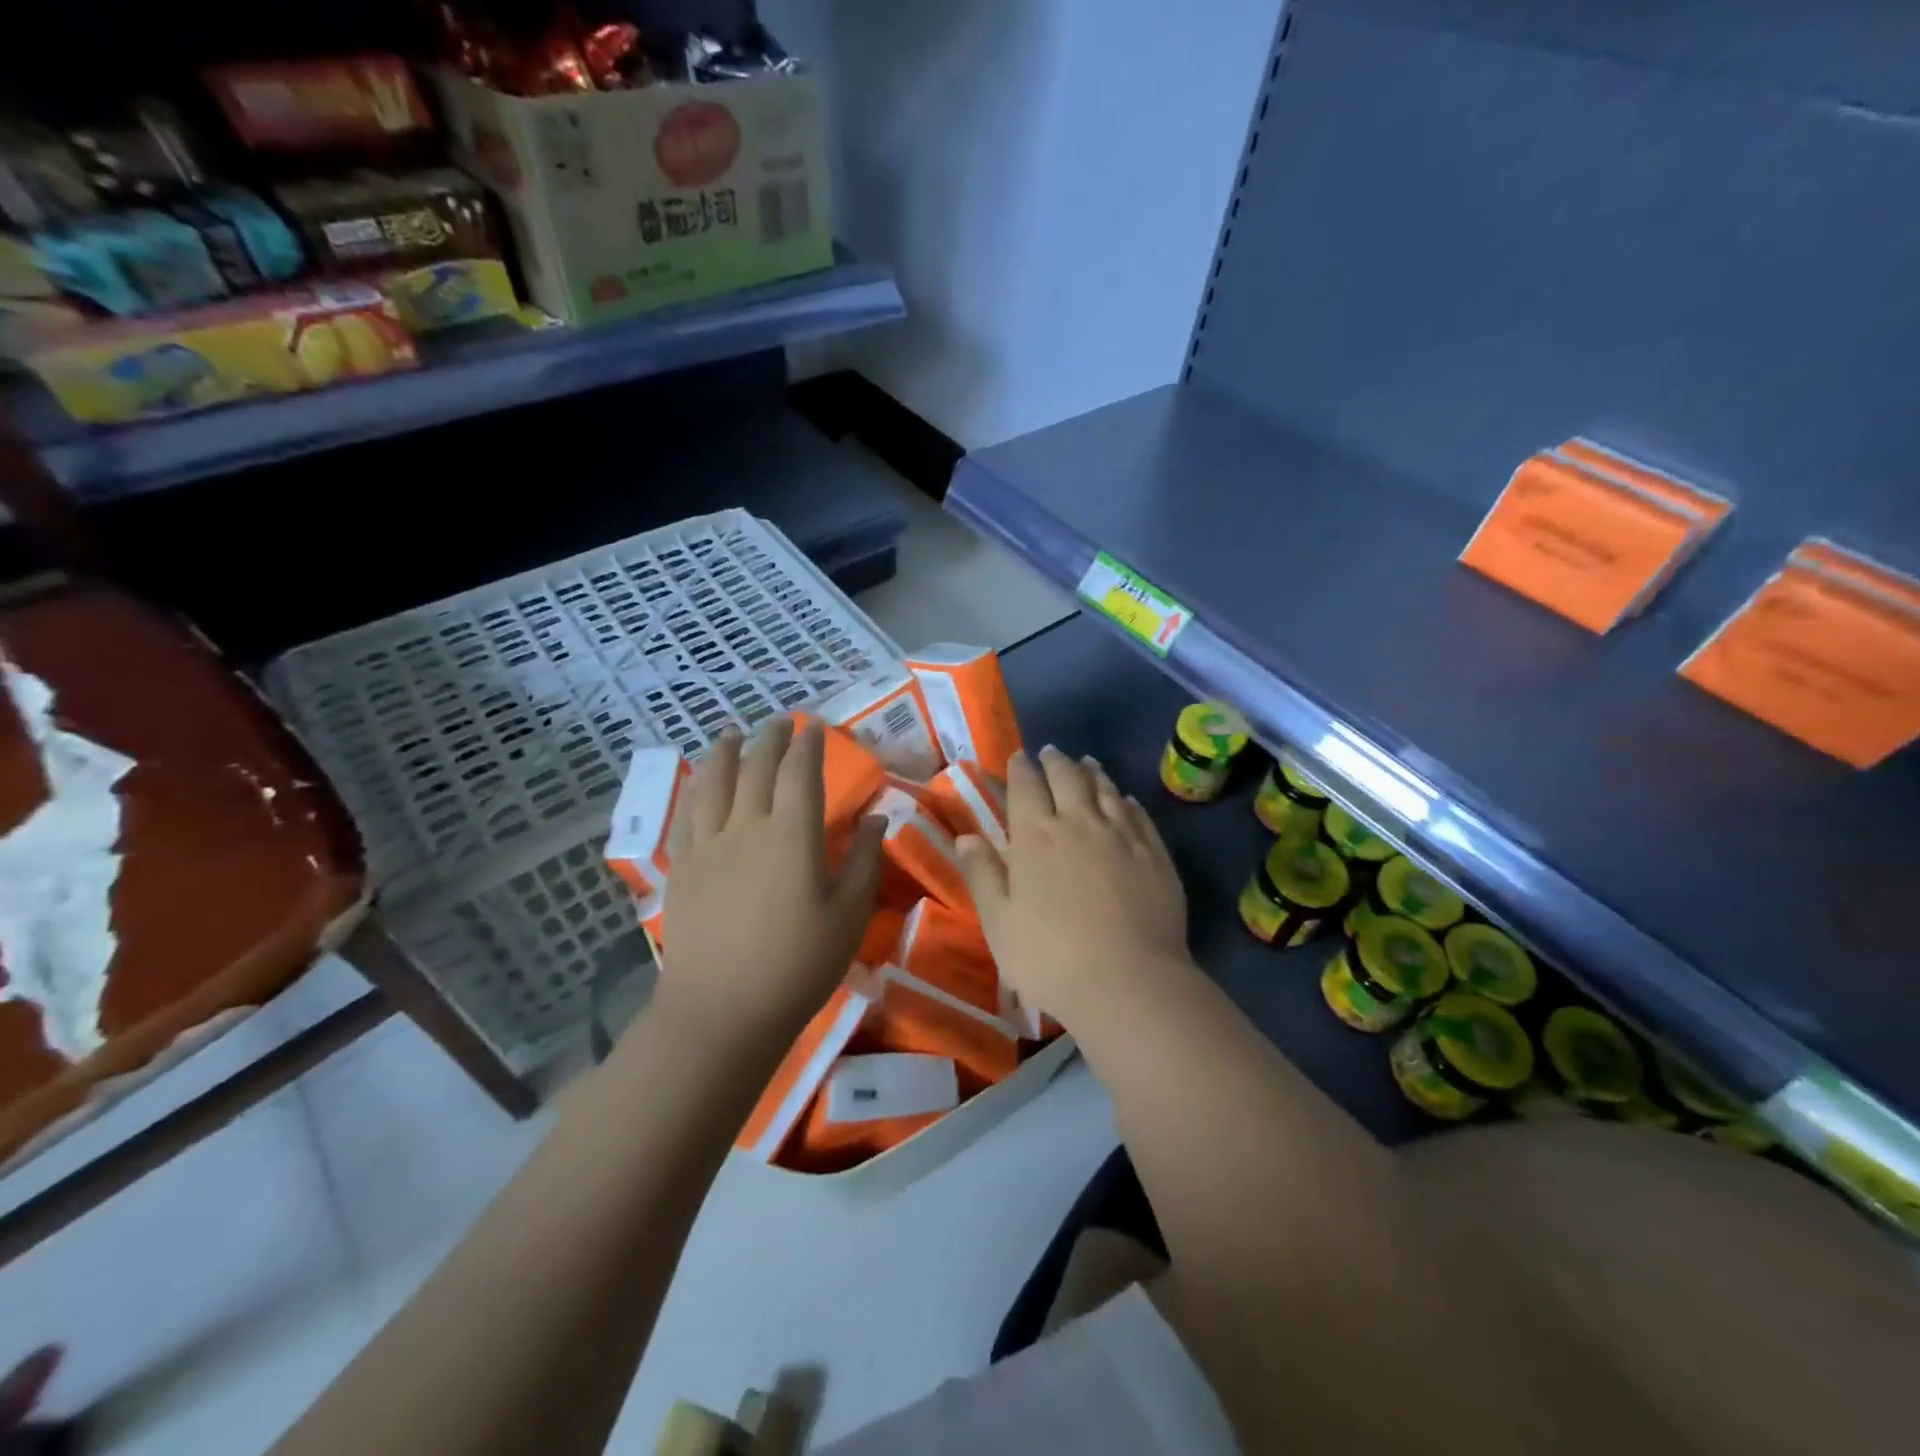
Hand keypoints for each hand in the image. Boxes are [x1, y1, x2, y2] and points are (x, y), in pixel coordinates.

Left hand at [656, 718, 885, 1054]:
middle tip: (779, 722)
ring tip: (730, 733)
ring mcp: (707, 845)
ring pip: (712, 781)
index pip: (800, 771)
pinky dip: (695, 787)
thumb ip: (863, 860)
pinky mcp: (681, 867)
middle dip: (769, 738)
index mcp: (792, 835)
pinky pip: (686, 813)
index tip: (815, 726)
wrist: (722, 1011)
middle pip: (755, 767)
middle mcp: (746, 826)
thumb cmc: (798, 966)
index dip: (808, 744)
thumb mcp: (849, 915)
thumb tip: (876, 815)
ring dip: (724, 751)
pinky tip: (698, 782)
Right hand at [956, 745, 1191, 1026]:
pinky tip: (1124, 799)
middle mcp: (1079, 823)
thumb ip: (982, 874)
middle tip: (1051, 753)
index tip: (1019, 756)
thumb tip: (966, 836)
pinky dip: (1126, 801)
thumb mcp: (999, 923)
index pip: (1026, 787)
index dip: (1021, 768)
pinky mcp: (1154, 854)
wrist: (1129, 982)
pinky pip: (1138, 815)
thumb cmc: (1050, 958)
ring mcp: (1122, 836)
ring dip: (1092, 772)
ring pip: (1105, 791)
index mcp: (1036, 836)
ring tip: (1087, 762)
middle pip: (1067, 779)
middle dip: (1056, 762)